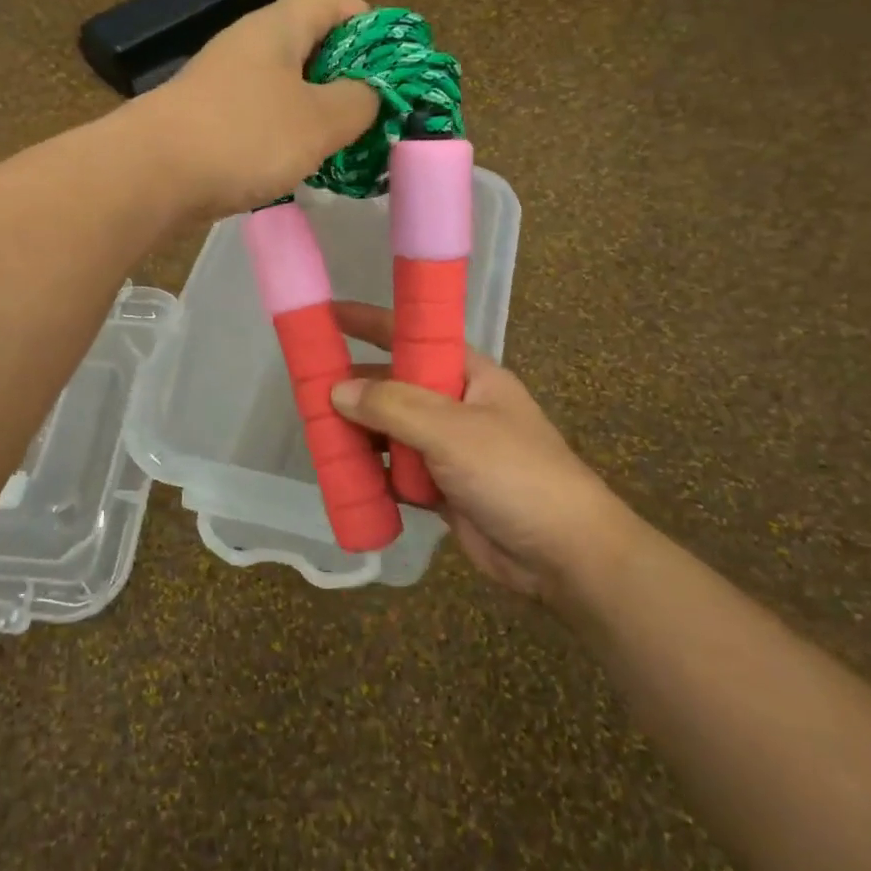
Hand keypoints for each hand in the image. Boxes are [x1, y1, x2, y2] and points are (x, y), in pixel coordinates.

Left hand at [136, 0, 381, 217]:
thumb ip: (358, 102)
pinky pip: (261, 119)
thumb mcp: (319, 120)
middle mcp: (247, 47)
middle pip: (308, 45)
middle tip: (375, 110)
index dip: (369, 22)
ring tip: (345, 143)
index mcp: (276, 28)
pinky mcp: (208, 122)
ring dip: (317, 110)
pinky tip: (299, 164)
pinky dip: (286, 135)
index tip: (393, 61)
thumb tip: (368, 94)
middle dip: (347, 74)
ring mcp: (223, 85)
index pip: (331, 1)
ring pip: (285, 87)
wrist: (150, 175)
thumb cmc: (244, 137)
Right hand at [328, 302, 638, 600]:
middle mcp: (457, 405)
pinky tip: (343, 476)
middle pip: (395, 386)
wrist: (564, 554)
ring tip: (316, 435)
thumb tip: (337, 391)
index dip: (372, 323)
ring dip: (359, 435)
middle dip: (356, 389)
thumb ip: (393, 406)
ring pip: (392, 432)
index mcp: (469, 374)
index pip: (414, 335)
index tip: (328, 316)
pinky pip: (396, 473)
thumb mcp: (452, 430)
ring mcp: (449, 449)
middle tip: (306, 391)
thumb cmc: (514, 474)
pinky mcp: (442, 489)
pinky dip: (372, 474)